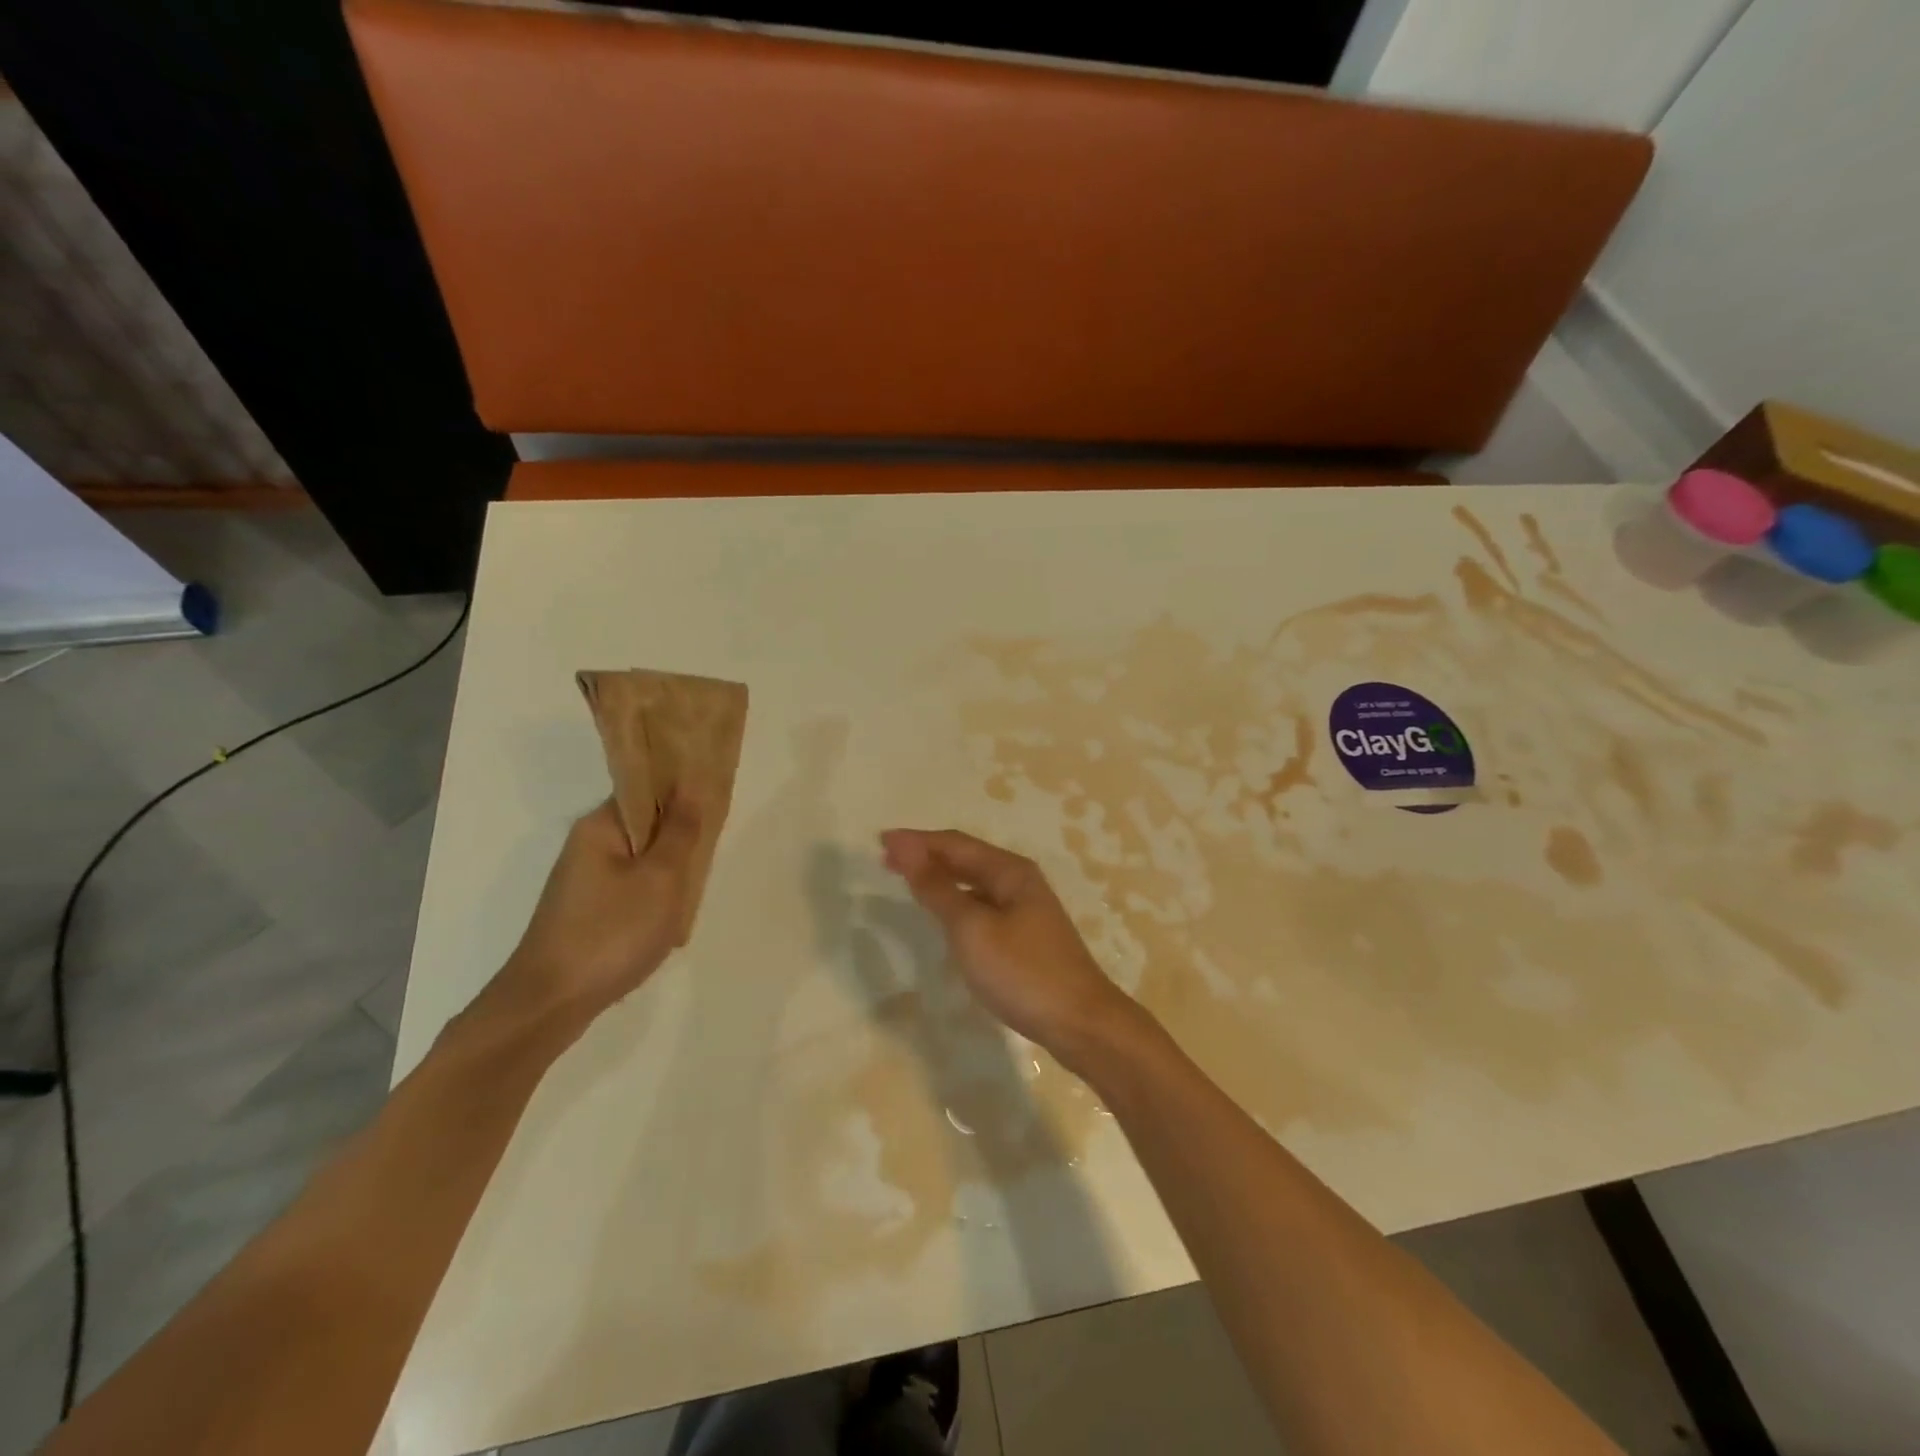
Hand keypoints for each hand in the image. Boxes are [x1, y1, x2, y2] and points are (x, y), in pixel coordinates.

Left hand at [499, 794, 703, 1021]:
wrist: (550, 1004)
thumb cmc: (611, 932)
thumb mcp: (661, 878)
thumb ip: (682, 830)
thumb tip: (693, 785)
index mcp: (601, 826)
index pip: (649, 788)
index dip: (685, 794)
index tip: (715, 813)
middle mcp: (588, 844)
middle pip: (648, 825)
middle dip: (681, 840)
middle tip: (706, 863)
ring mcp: (584, 880)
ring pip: (642, 860)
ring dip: (670, 873)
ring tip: (689, 897)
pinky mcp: (585, 911)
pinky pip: (631, 888)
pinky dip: (653, 897)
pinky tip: (667, 922)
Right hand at [879, 828, 1137, 1063]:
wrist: (1080, 1022)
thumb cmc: (1022, 972)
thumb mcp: (972, 929)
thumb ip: (938, 889)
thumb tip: (908, 849)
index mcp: (1009, 871)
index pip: (955, 844)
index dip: (917, 841)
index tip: (880, 842)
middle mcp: (1019, 881)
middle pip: (966, 858)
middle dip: (927, 854)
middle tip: (887, 858)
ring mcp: (1026, 909)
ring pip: (974, 882)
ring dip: (940, 877)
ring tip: (908, 879)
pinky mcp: (1026, 936)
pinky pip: (982, 904)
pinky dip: (956, 900)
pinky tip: (945, 913)